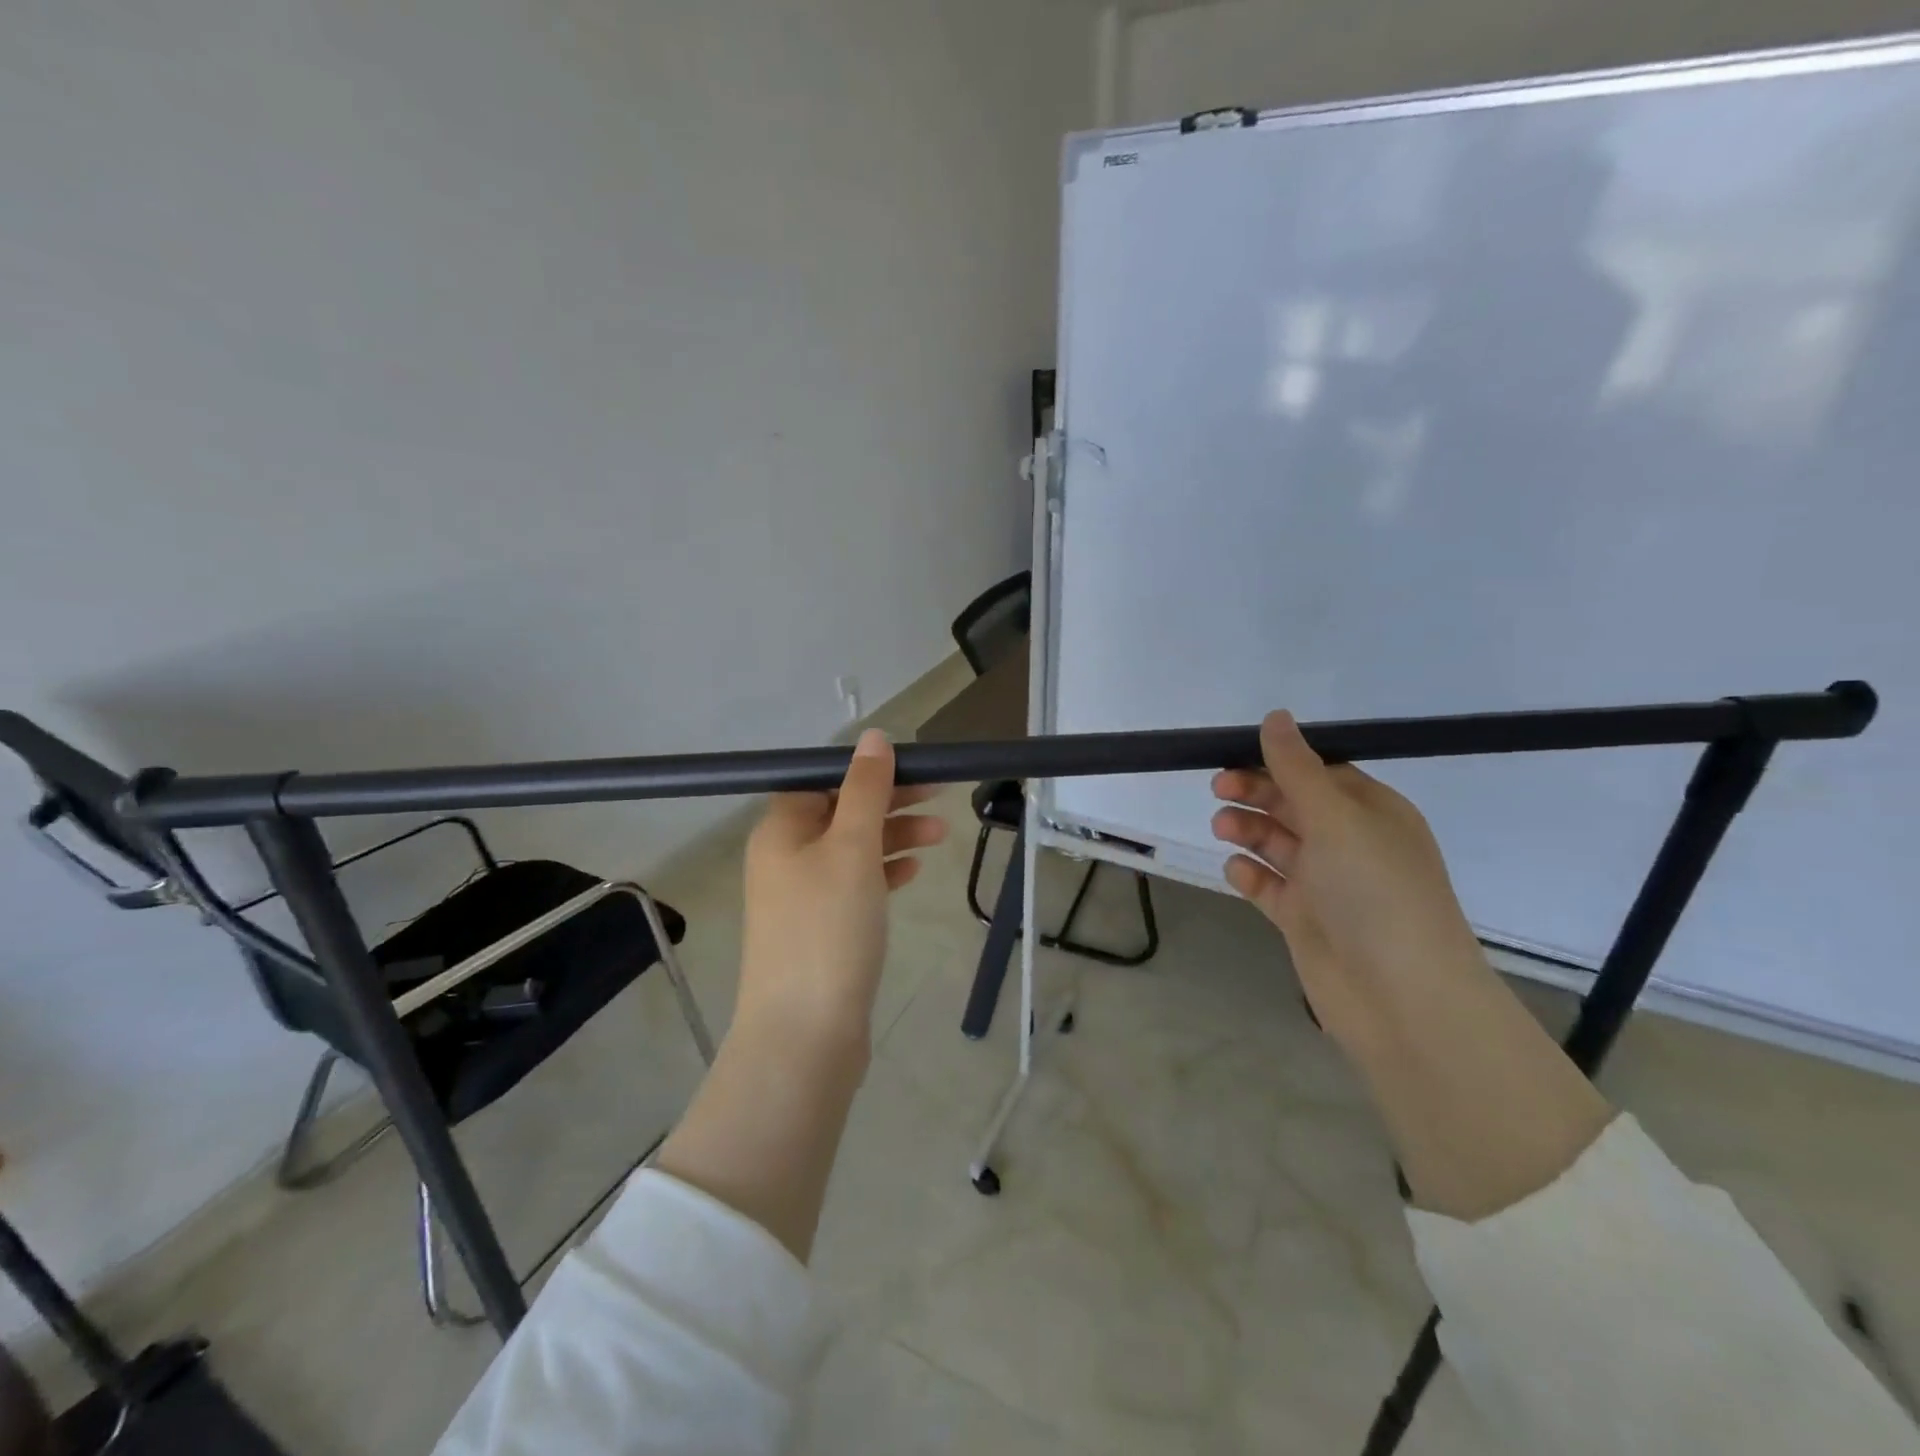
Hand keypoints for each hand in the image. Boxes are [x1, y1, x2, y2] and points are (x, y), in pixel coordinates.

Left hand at [737, 730, 947, 1048]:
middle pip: (840, 811)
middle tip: (940, 794)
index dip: (867, 769)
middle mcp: (784, 857)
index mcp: (780, 829)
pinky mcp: (820, 929)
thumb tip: (872, 736)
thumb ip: (864, 789)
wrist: (805, 1036)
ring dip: (893, 836)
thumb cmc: (828, 929)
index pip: (822, 779)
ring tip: (941, 835)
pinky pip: (853, 885)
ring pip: (851, 849)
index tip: (914, 767)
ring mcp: (800, 897)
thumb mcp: (851, 847)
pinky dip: (882, 872)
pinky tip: (912, 871)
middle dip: (890, 800)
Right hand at [1210, 711, 1485, 1050]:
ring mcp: (1327, 885)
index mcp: (1372, 813)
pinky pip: (1270, 887)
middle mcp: (1350, 845)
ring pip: (1278, 844)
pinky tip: (1236, 870)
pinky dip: (1251, 875)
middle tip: (1218, 789)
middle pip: (1294, 805)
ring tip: (1223, 829)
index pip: (1320, 773)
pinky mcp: (1305, 920)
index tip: (1234, 756)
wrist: (1401, 998)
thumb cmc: (1374, 892)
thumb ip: (1297, 768)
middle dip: (1256, 793)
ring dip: (1249, 830)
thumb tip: (1275, 716)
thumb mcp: (1336, 818)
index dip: (1278, 762)